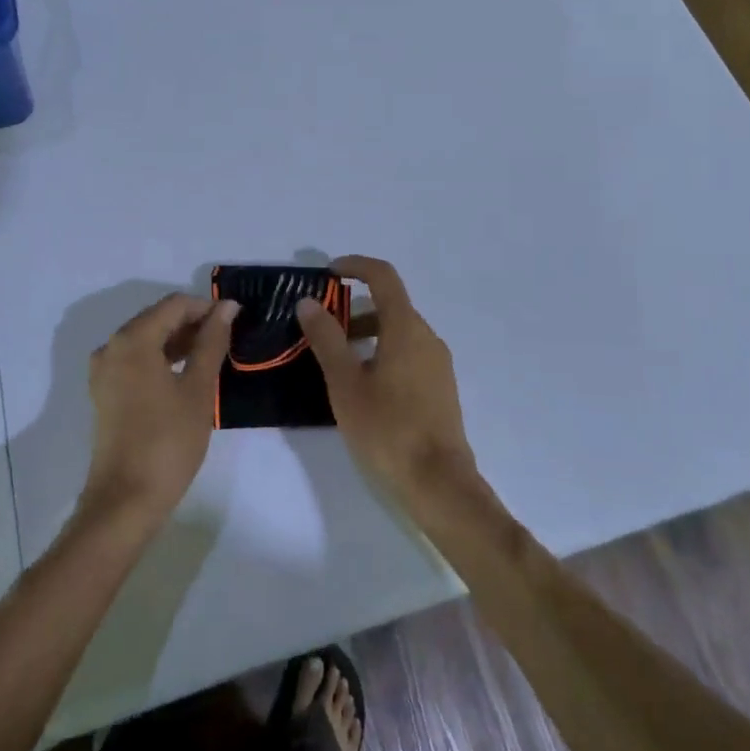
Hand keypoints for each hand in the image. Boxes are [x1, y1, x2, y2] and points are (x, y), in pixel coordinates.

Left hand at [82, 293, 237, 523]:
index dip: (207, 307)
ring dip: (178, 341)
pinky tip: (186, 374)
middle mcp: (112, 346)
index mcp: (133, 339)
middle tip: (227, 339)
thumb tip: (227, 307)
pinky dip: (161, 359)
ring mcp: (104, 371)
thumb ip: (212, 342)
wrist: (125, 501)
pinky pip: (136, 360)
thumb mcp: (198, 389)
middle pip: (158, 318)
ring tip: (212, 355)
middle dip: (193, 323)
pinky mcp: (105, 392)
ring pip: (147, 339)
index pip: (175, 305)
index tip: (236, 320)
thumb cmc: (168, 441)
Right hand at [296, 256, 478, 506]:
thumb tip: (309, 302)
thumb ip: (326, 338)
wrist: (439, 484)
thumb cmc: (387, 429)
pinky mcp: (440, 388)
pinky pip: (408, 354)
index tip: (328, 273)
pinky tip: (363, 387)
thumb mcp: (345, 383)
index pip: (383, 276)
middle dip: (353, 309)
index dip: (355, 266)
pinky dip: (382, 353)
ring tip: (336, 363)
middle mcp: (427, 337)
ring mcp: (438, 363)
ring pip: (399, 332)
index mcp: (406, 328)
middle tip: (321, 330)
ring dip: (367, 334)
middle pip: (390, 306)